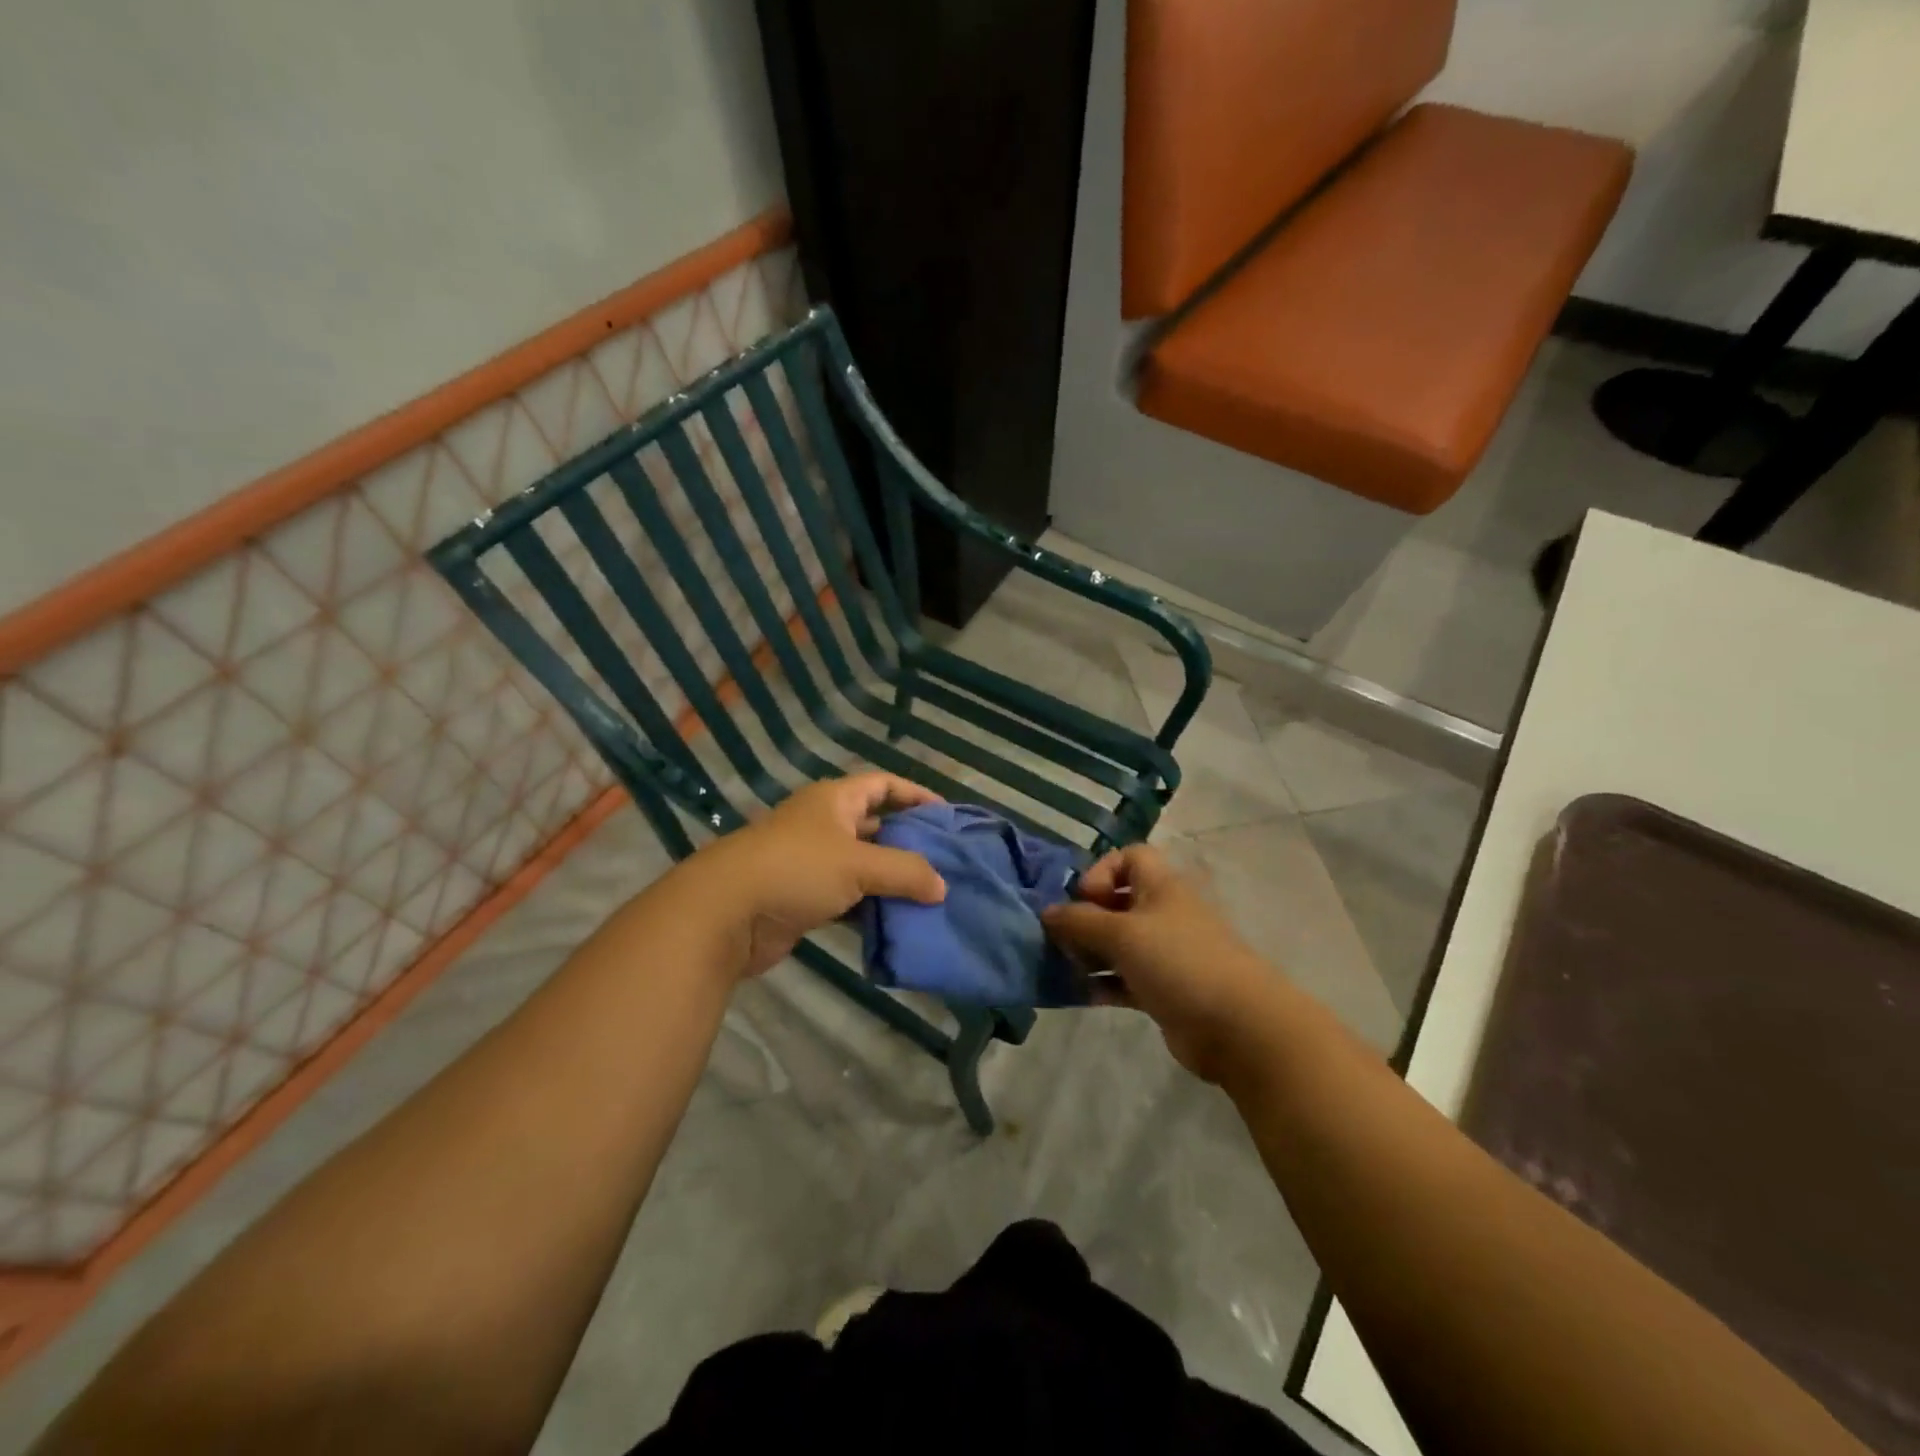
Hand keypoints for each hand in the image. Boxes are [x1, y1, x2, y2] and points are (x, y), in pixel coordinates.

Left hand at [676, 773, 947, 980]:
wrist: (725, 914)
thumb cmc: (796, 869)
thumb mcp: (858, 864)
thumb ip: (906, 872)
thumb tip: (942, 888)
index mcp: (835, 800)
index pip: (883, 785)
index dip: (916, 794)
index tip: (947, 816)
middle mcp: (824, 825)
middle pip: (876, 826)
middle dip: (910, 843)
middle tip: (947, 862)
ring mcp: (813, 863)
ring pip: (864, 867)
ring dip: (892, 881)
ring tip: (932, 896)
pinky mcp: (805, 898)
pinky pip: (849, 898)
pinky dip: (872, 908)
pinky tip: (898, 923)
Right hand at [1043, 843, 1288, 1082]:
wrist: (1237, 1025)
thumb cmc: (1178, 961)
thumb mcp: (1121, 933)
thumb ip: (1079, 921)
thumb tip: (1046, 912)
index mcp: (1160, 886)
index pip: (1129, 857)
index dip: (1101, 870)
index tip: (1083, 898)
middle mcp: (1164, 912)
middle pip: (1117, 902)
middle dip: (1086, 917)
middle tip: (1061, 938)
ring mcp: (1166, 952)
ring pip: (1119, 943)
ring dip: (1090, 952)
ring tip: (1064, 967)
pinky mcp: (1165, 988)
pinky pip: (1125, 977)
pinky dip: (1104, 982)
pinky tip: (1082, 994)